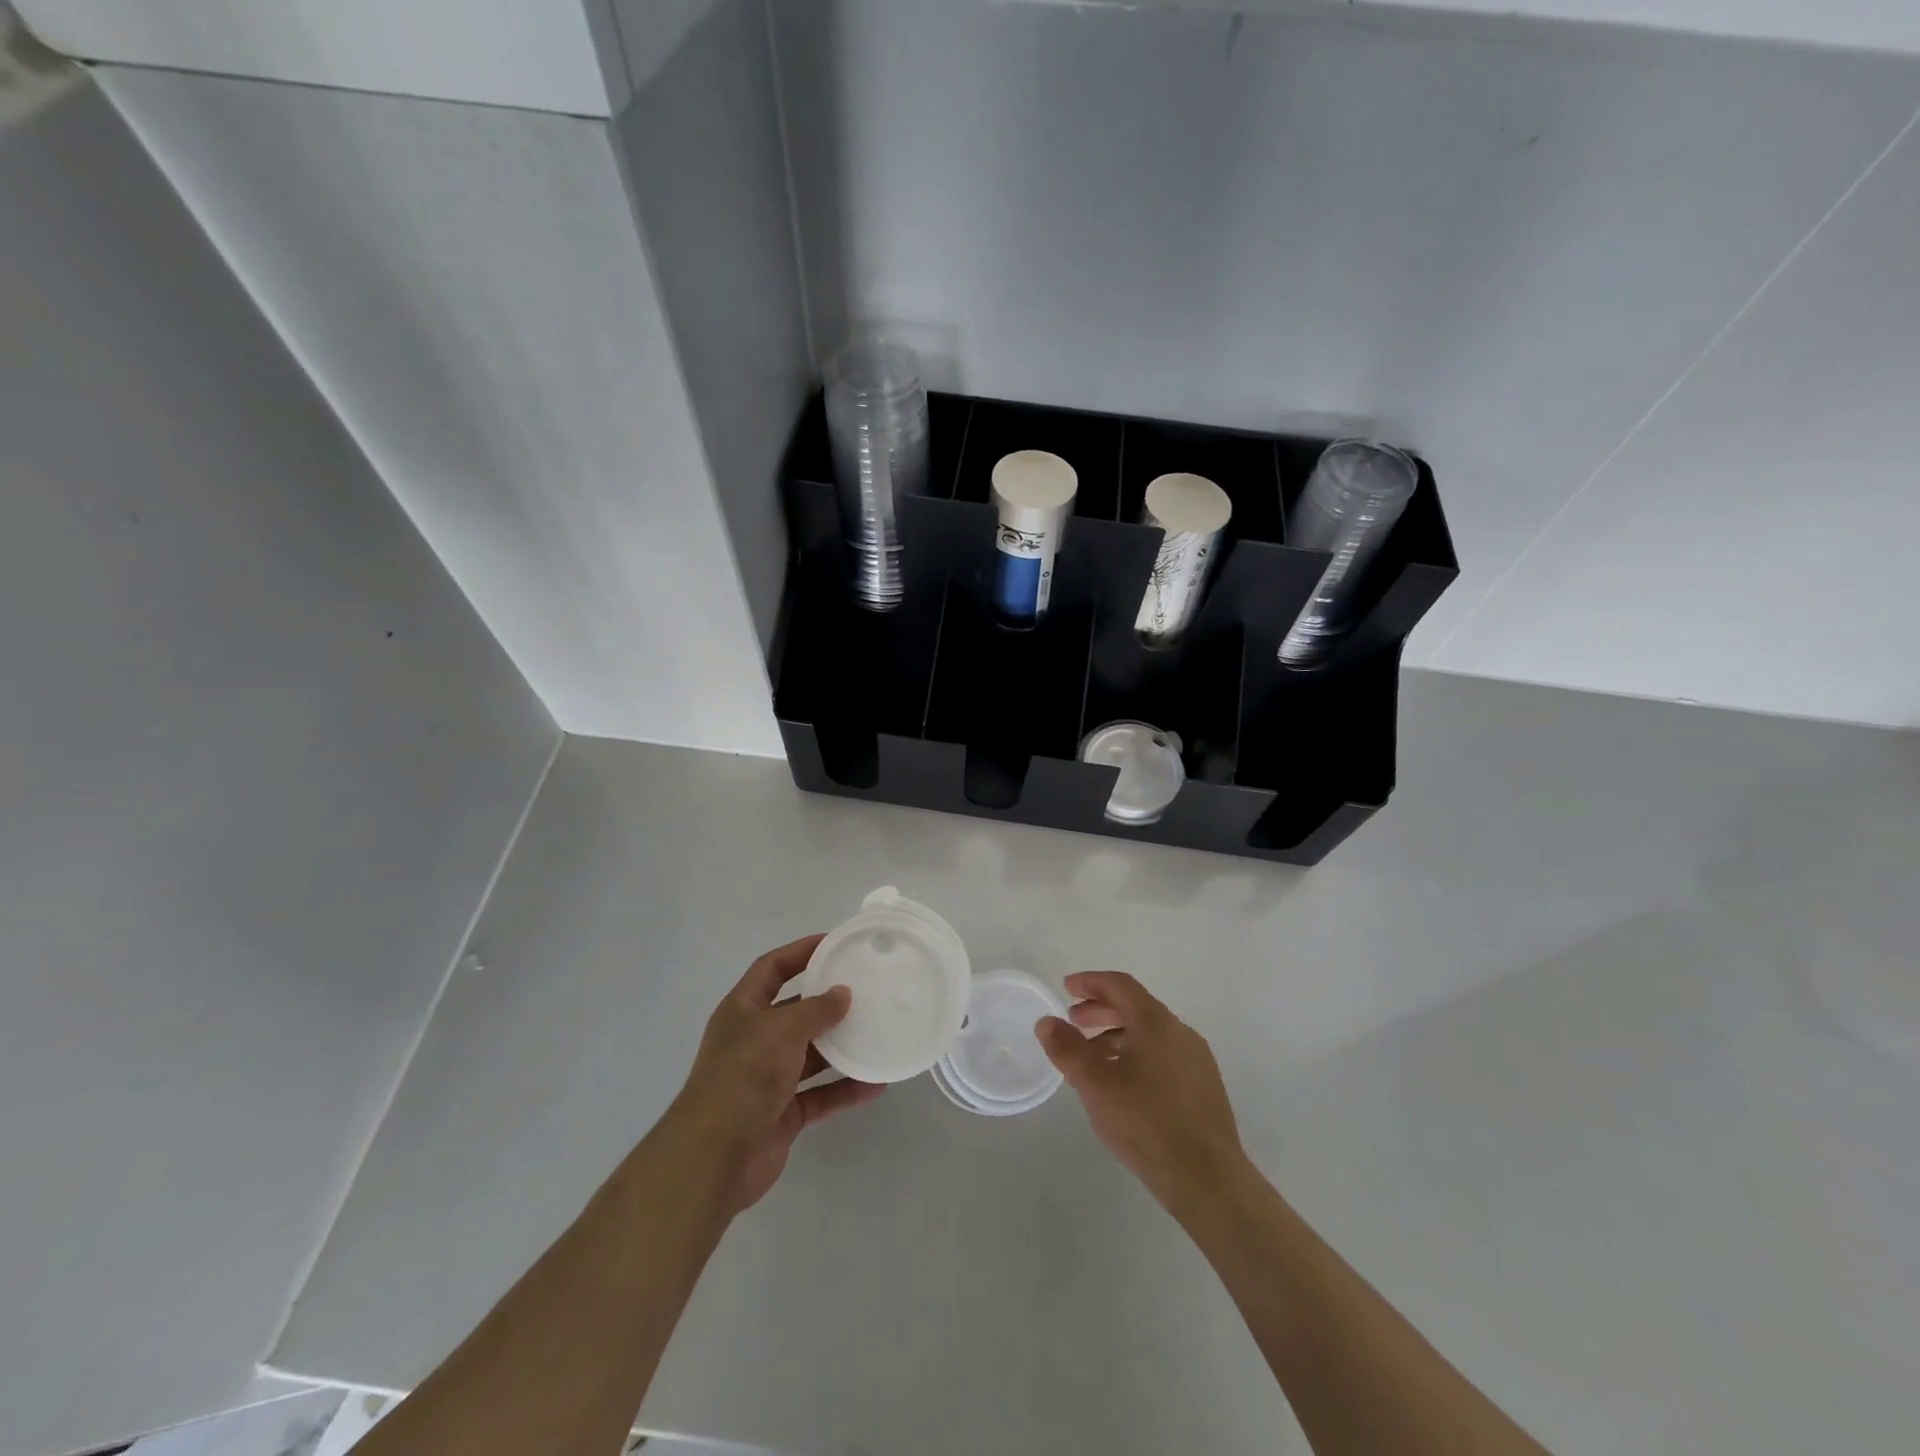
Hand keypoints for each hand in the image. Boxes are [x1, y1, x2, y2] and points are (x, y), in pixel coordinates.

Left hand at [666, 935, 884, 1214]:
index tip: (834, 943)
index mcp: (742, 1010)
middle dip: (827, 1003)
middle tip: (866, 990)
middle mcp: (753, 1040)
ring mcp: (767, 1079)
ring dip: (841, 1047)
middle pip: (794, 1012)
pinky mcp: (782, 1114)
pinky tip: (876, 1083)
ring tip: (877, 1032)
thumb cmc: (745, 1074)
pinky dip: (844, 1089)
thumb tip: (843, 993)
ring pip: (810, 1055)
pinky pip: (820, 1094)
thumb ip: (816, 1009)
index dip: (800, 952)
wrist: (716, 1154)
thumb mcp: (782, 1028)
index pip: (772, 968)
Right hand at [1037, 971, 1248, 1215]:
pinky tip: (1123, 1085)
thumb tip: (1047, 1021)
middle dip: (1101, 1010)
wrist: (1207, 1179)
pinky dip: (1137, 1055)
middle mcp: (1180, 1032)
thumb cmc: (1146, 1123)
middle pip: (1136, 1007)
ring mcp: (1196, 1060)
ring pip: (1150, 1034)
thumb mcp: (1095, 1084)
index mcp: (1156, 1022)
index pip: (1120, 985)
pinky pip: (1163, 1055)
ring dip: (1117, 1036)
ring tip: (1092, 1058)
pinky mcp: (1204, 1087)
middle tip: (1073, 1022)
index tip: (1066, 988)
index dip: (1090, 982)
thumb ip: (1067, 1049)